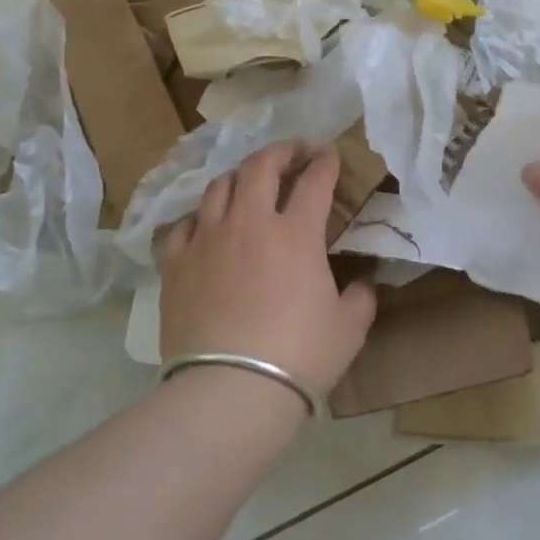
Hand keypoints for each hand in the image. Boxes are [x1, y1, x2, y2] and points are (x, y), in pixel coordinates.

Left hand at [157, 142, 377, 399]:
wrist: (231, 388)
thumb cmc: (300, 356)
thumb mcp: (349, 328)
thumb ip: (361, 297)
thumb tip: (363, 283)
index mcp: (296, 234)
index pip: (315, 181)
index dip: (326, 162)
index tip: (331, 154)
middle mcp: (249, 223)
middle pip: (261, 167)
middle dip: (281, 151)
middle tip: (293, 152)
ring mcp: (207, 239)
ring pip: (219, 187)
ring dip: (239, 177)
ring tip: (248, 182)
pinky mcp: (175, 263)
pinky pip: (182, 225)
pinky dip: (198, 218)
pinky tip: (204, 225)